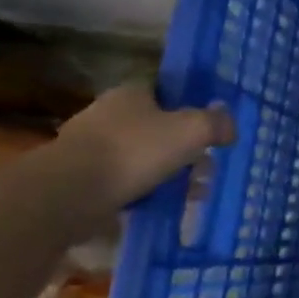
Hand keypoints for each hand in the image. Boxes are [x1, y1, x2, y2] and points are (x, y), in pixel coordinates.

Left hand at [50, 84, 234, 214]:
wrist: (69, 194)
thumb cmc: (136, 151)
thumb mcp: (193, 130)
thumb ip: (217, 124)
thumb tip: (229, 126)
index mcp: (130, 93)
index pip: (164, 92)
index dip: (189, 108)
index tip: (208, 130)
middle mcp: (106, 114)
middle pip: (156, 127)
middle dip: (184, 148)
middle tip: (206, 169)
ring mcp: (89, 148)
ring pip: (142, 157)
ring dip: (168, 173)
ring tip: (193, 194)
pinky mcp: (79, 180)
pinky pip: (124, 182)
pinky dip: (145, 191)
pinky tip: (163, 205)